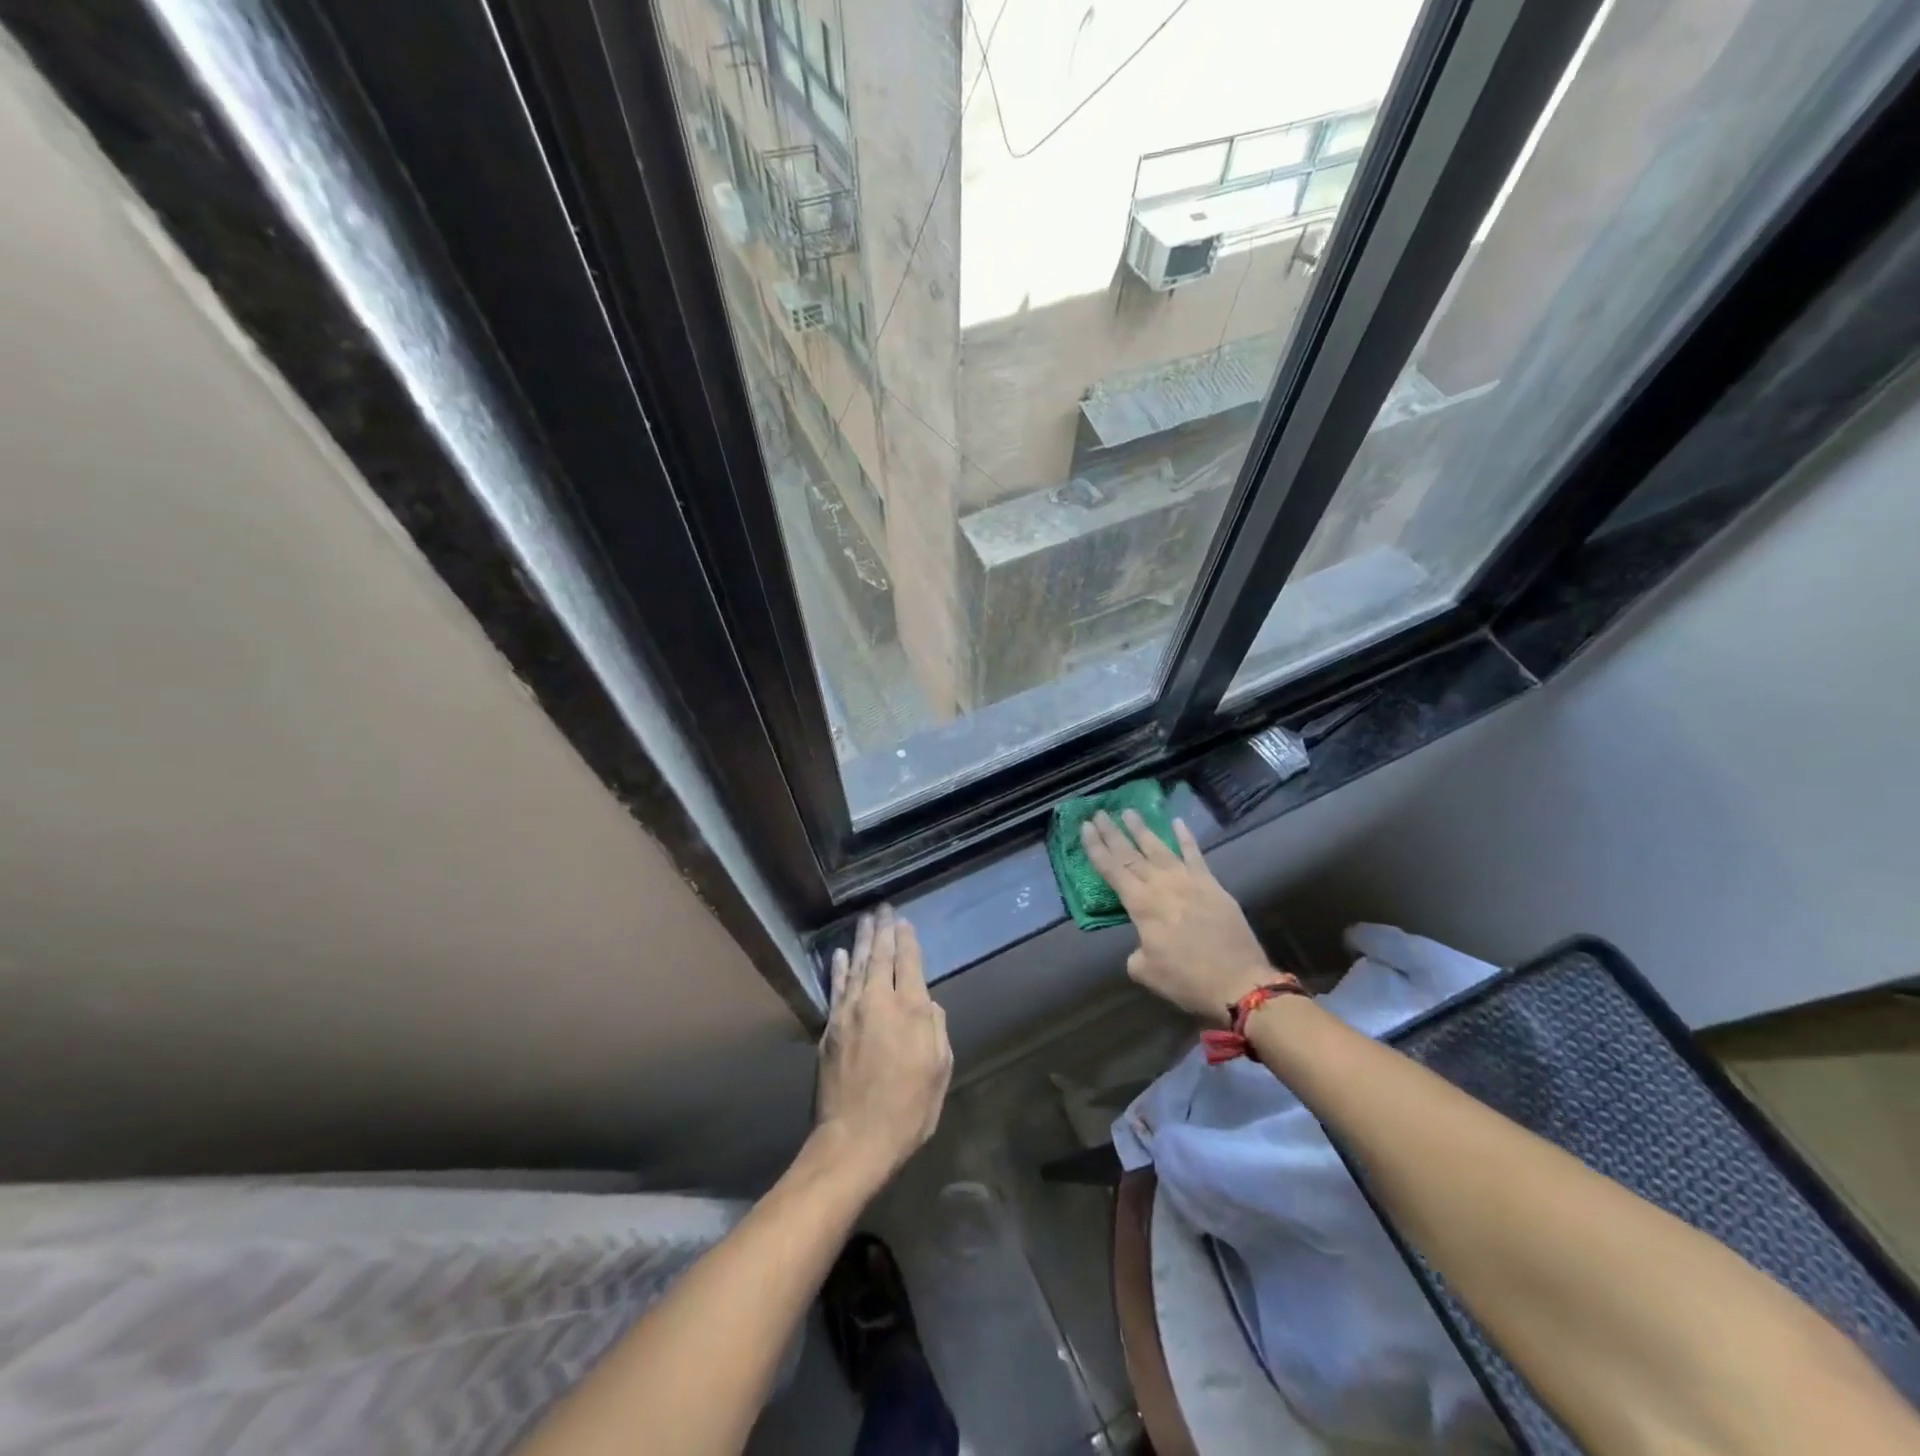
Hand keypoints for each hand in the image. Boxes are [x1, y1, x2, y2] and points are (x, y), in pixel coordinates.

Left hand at [816, 907, 952, 1184]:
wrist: (855, 1139)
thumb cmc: (908, 1110)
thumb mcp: (939, 1071)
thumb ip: (936, 1030)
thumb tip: (927, 1004)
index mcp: (910, 1010)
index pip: (909, 962)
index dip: (907, 940)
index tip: (904, 921)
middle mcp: (878, 1001)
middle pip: (880, 956)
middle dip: (883, 930)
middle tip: (882, 909)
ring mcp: (849, 1012)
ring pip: (855, 966)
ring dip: (860, 941)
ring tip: (864, 920)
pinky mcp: (830, 1028)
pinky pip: (835, 988)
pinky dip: (838, 969)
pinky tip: (838, 955)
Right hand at [1080, 810, 1275, 1023]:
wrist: (1239, 983)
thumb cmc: (1187, 980)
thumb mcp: (1146, 971)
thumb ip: (1137, 951)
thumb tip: (1144, 943)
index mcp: (1141, 905)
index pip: (1111, 870)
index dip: (1096, 848)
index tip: (1085, 826)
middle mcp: (1161, 885)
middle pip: (1130, 853)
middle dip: (1113, 832)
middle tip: (1099, 812)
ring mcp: (1189, 881)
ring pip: (1160, 848)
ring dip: (1142, 829)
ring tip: (1129, 811)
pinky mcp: (1212, 885)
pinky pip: (1196, 855)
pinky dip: (1186, 838)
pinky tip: (1178, 822)